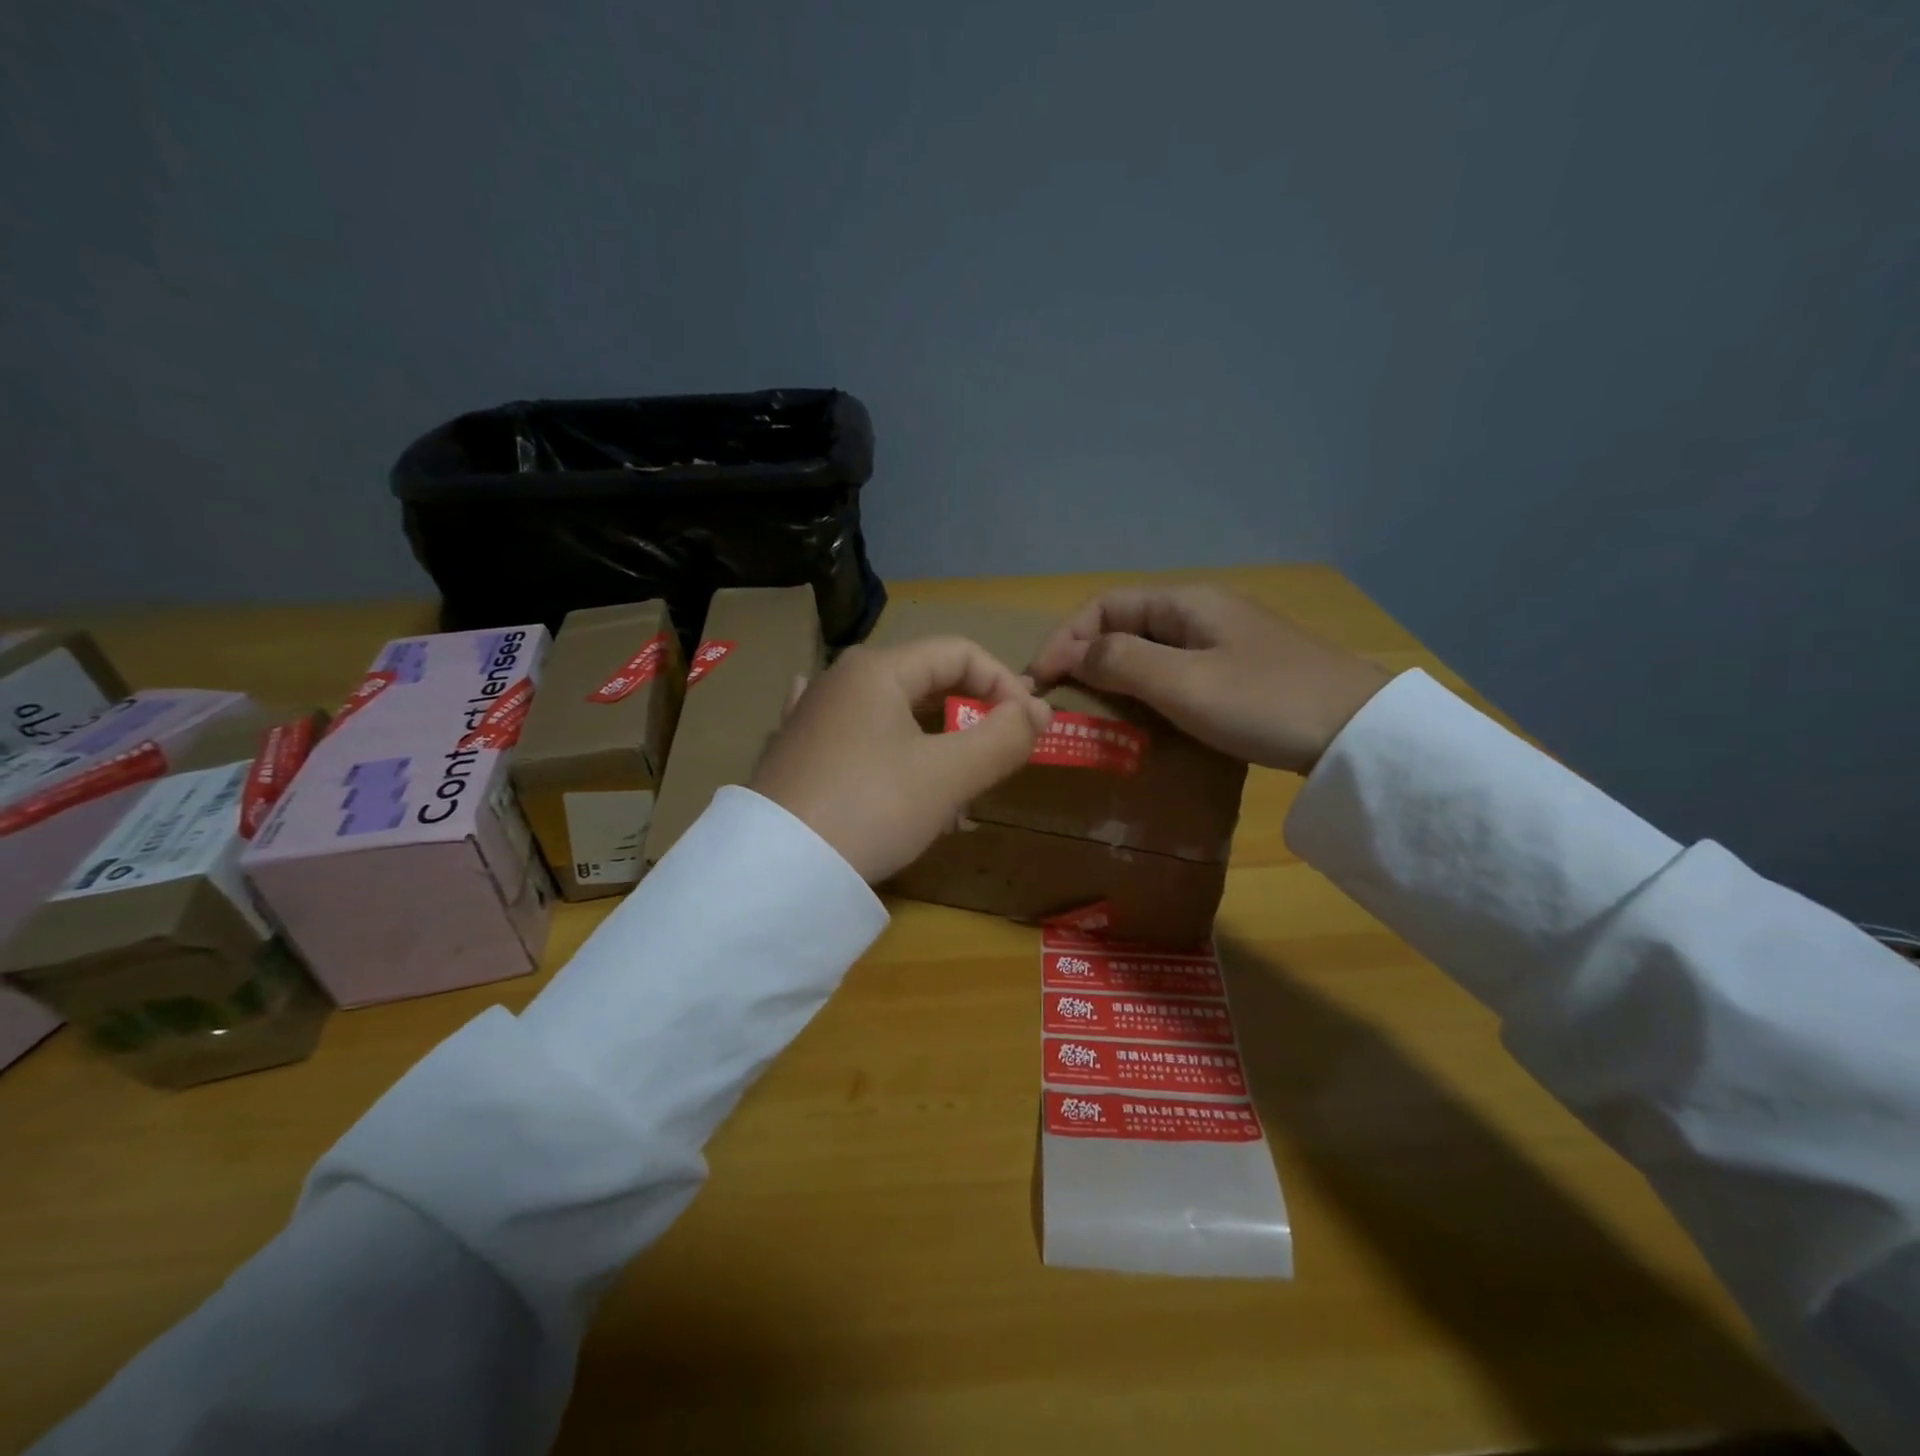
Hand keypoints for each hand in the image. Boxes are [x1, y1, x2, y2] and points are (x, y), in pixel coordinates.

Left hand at [750, 637, 1052, 881]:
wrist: (778, 870)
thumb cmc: (871, 807)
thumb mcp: (948, 775)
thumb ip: (1002, 738)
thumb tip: (1038, 712)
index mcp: (877, 669)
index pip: (959, 653)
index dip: (1004, 683)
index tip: (1031, 728)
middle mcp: (840, 680)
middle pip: (926, 682)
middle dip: (971, 717)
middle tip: (999, 757)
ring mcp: (811, 717)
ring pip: (893, 716)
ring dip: (935, 744)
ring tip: (955, 789)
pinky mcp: (796, 754)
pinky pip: (858, 741)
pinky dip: (888, 754)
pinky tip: (884, 762)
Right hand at [1027, 585, 1391, 774]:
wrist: (1357, 731)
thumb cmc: (1263, 701)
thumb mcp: (1182, 682)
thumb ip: (1121, 661)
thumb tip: (1076, 654)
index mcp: (1185, 603)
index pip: (1104, 606)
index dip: (1065, 637)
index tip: (1041, 679)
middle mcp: (1201, 613)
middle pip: (1126, 623)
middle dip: (1085, 654)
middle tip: (1060, 695)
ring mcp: (1224, 641)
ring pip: (1150, 649)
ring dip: (1114, 673)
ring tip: (1091, 707)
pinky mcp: (1240, 671)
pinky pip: (1176, 671)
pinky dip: (1146, 688)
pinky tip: (1143, 714)